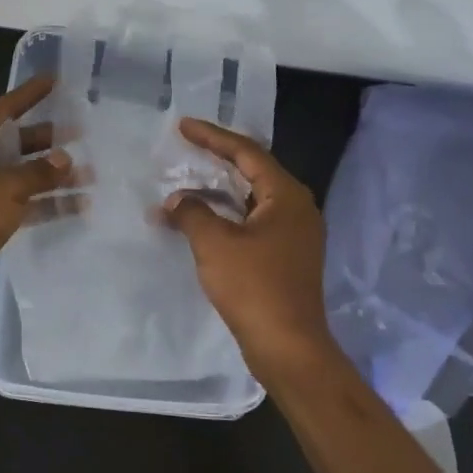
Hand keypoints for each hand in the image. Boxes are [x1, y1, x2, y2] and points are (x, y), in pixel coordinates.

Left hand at [0, 74, 71, 324]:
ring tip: (91, 173)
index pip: (1, 112)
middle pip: (15, 144)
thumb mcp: (1, 191)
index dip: (28, 95)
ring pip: (23, 176)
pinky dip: (47, 204)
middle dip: (48, 140)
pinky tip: (78, 205)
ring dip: (53, 175)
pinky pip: (24, 205)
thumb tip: (64, 158)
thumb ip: (36, 172)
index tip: (55, 80)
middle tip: (84, 133)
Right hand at [161, 117, 336, 378]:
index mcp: (286, 195)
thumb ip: (191, 213)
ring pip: (252, 199)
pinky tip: (202, 221)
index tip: (183, 126)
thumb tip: (175, 200)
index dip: (212, 137)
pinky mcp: (287, 256)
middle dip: (217, 160)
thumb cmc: (254, 287)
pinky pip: (253, 222)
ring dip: (218, 192)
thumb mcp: (215, 244)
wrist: (288, 346)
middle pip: (253, 172)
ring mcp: (295, 234)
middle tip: (186, 148)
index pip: (246, 153)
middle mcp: (296, 208)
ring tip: (186, 184)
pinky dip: (227, 215)